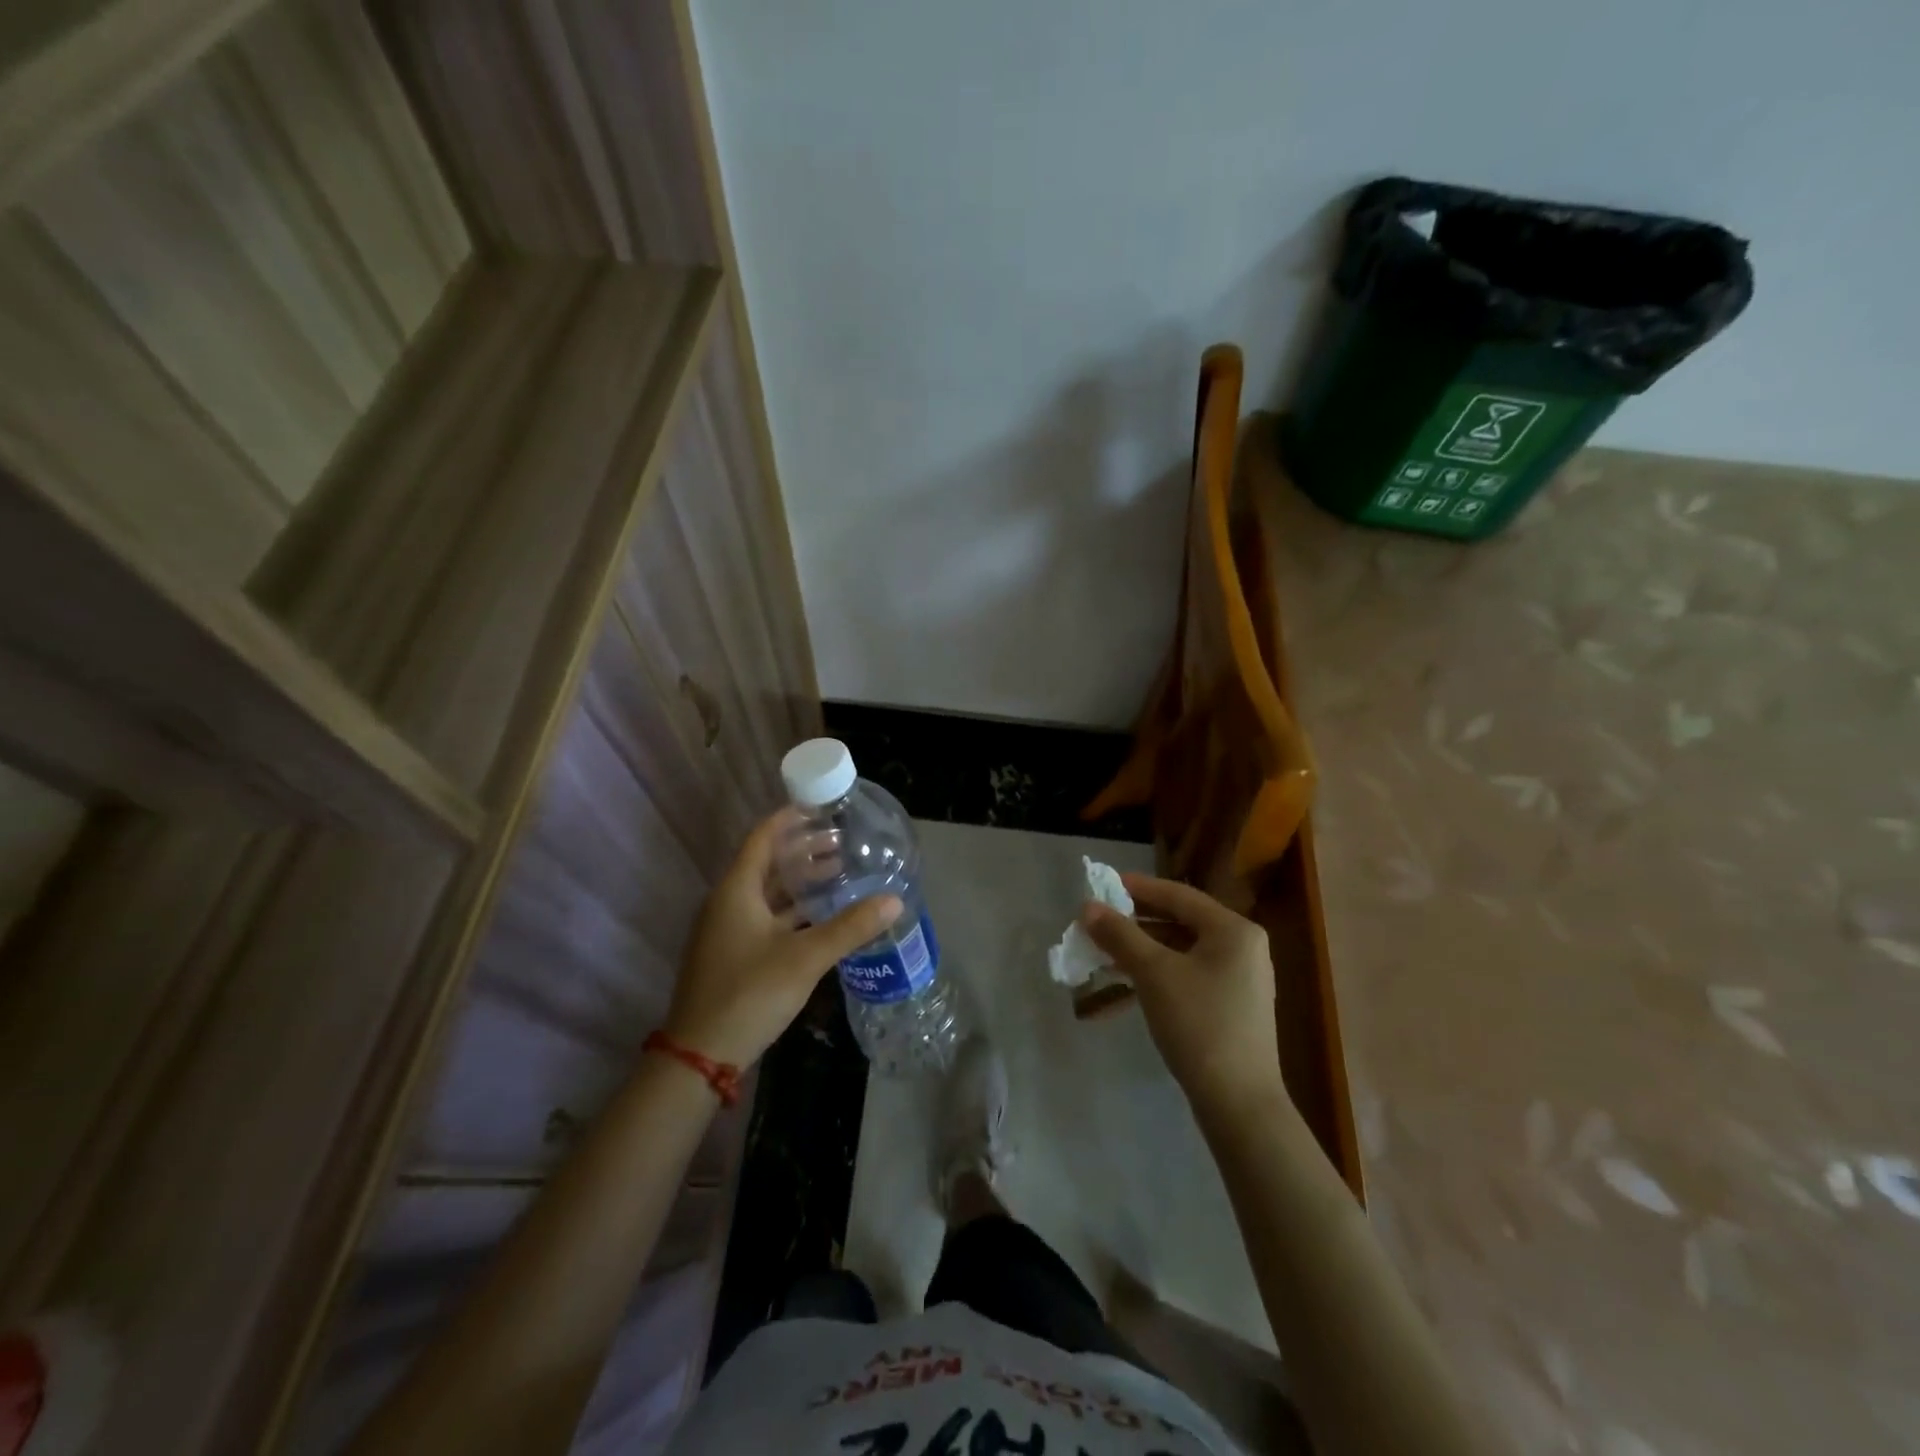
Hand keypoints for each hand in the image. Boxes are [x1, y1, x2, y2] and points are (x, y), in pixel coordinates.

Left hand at [663, 811, 900, 1069]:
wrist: (701, 1056)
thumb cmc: (749, 993)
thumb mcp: (805, 958)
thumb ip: (850, 927)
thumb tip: (894, 900)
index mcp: (736, 890)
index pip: (763, 837)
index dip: (790, 819)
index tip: (822, 809)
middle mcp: (728, 903)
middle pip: (768, 864)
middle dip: (804, 851)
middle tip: (843, 843)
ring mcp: (728, 930)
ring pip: (768, 893)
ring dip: (800, 882)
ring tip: (839, 873)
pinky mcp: (733, 954)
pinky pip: (766, 917)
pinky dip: (793, 910)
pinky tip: (821, 916)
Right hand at [1081, 875, 1288, 1126]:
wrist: (1239, 1103)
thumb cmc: (1198, 1024)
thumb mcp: (1153, 973)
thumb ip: (1120, 935)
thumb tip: (1088, 906)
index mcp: (1233, 930)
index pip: (1178, 895)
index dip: (1138, 887)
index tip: (1103, 884)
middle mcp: (1242, 947)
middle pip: (1179, 922)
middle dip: (1135, 924)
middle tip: (1098, 922)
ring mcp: (1239, 979)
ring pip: (1180, 952)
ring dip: (1140, 952)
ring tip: (1103, 955)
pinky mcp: (1231, 1007)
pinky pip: (1187, 976)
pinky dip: (1156, 976)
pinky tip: (1124, 987)